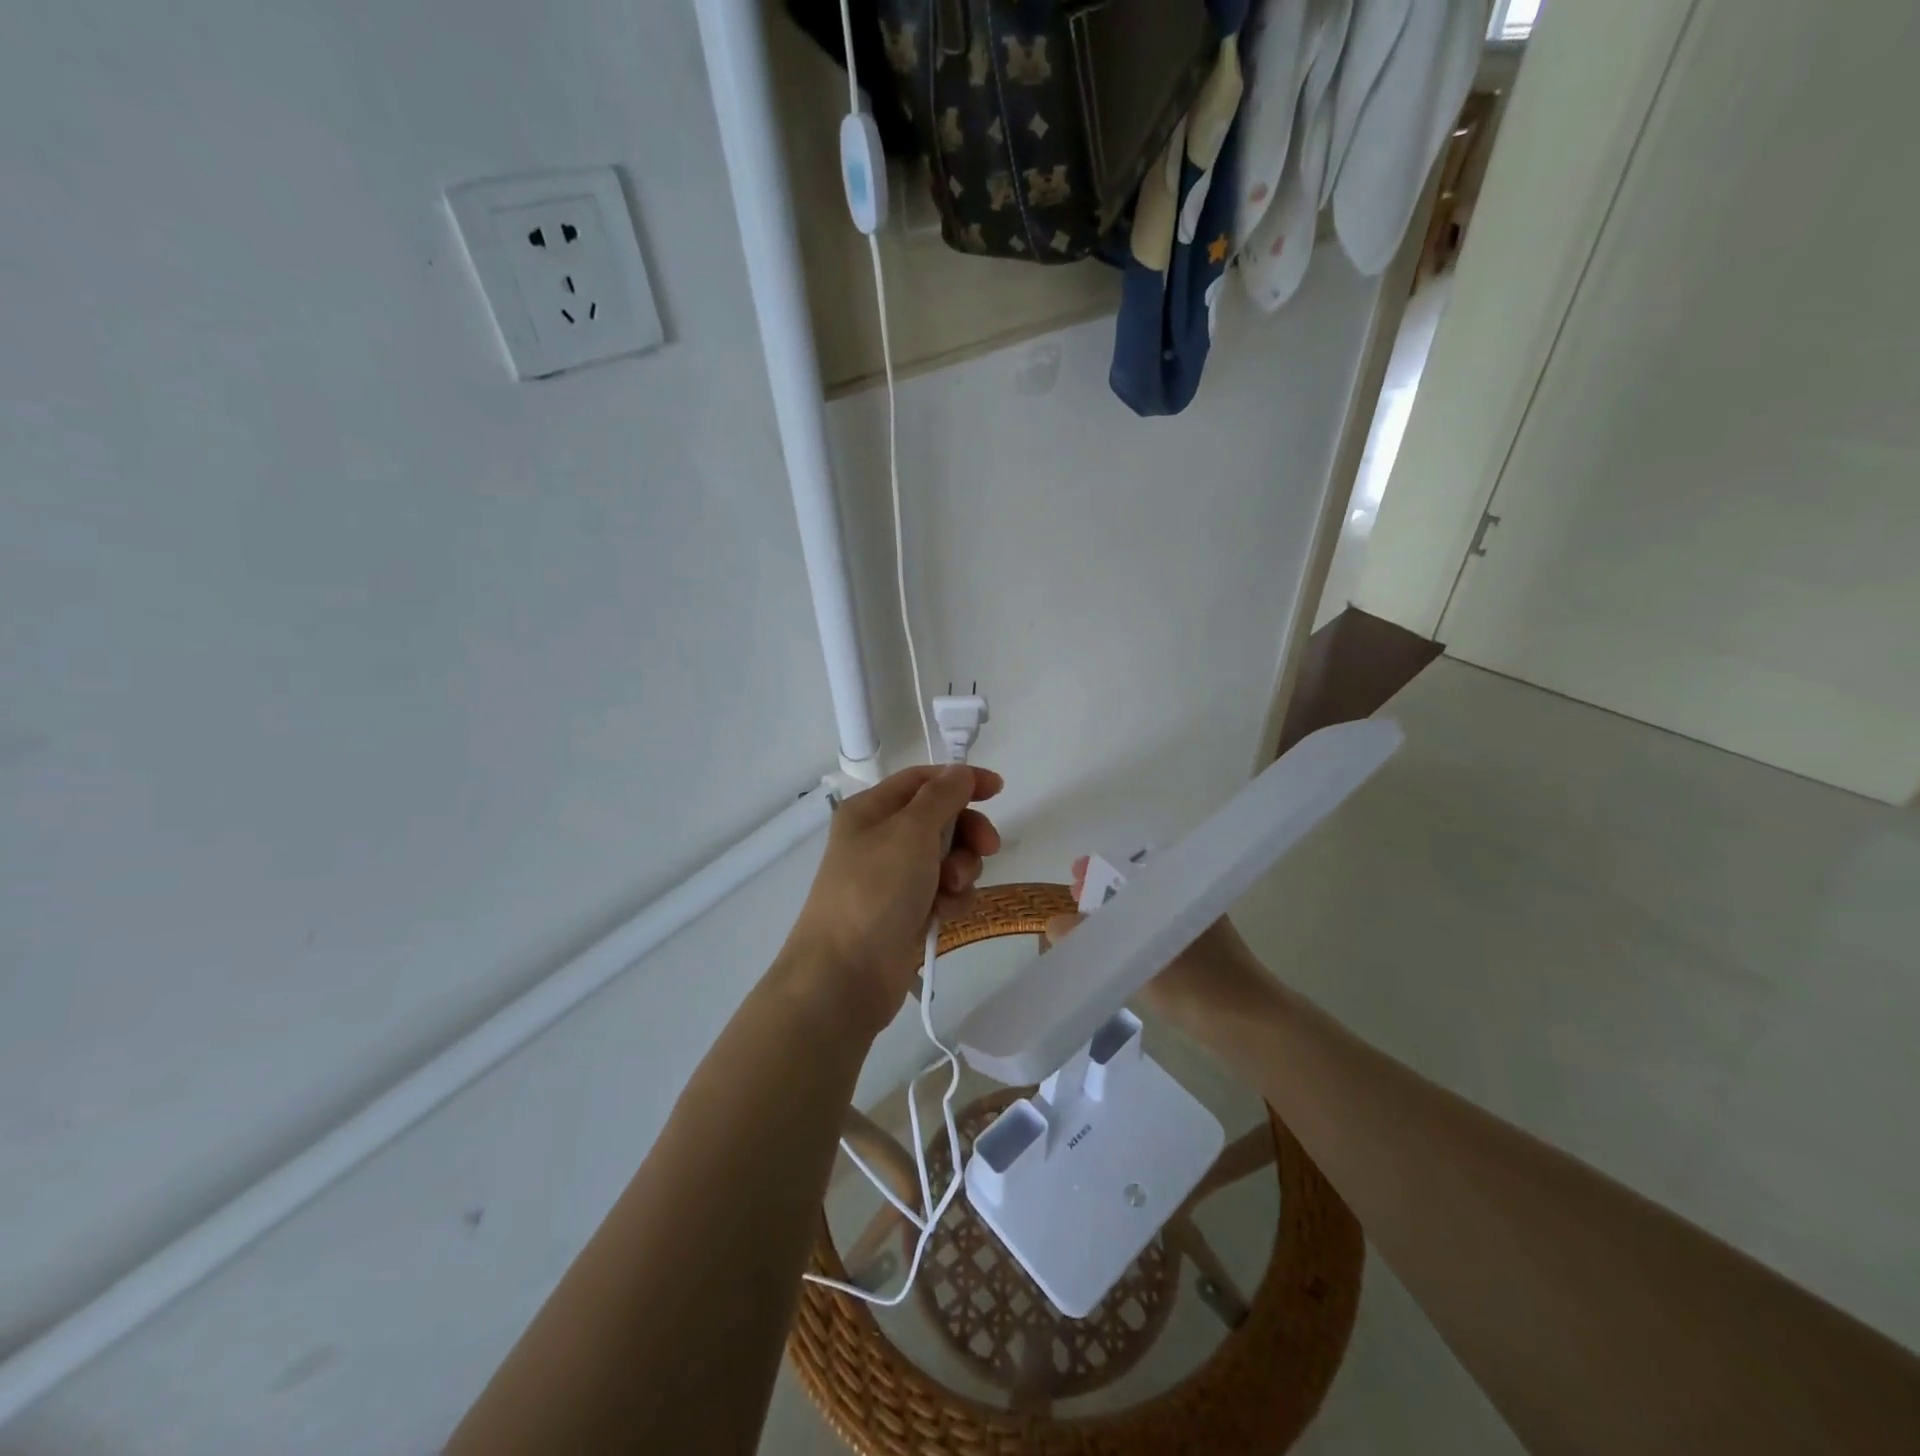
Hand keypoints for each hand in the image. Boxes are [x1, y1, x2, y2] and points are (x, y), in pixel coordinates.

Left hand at [781, 764, 1002, 1037]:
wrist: (845, 975)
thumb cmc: (875, 891)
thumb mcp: (910, 831)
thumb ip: (942, 796)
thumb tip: (960, 771)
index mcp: (871, 810)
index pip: (923, 780)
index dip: (961, 780)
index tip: (998, 790)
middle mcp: (881, 839)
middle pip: (941, 819)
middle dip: (967, 833)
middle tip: (987, 848)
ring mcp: (894, 878)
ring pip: (948, 858)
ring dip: (961, 870)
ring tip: (952, 889)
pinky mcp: (907, 912)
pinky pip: (944, 893)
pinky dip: (951, 900)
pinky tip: (944, 915)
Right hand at [1044, 856, 1271, 1037]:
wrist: (1253, 1027)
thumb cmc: (1198, 983)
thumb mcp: (1136, 957)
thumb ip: (1092, 940)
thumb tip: (1053, 924)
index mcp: (1181, 889)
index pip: (1134, 865)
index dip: (1100, 867)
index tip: (1074, 873)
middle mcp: (1190, 902)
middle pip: (1139, 887)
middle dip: (1104, 891)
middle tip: (1075, 897)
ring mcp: (1196, 931)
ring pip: (1147, 913)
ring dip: (1117, 916)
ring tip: (1087, 928)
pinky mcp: (1199, 958)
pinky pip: (1156, 935)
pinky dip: (1132, 937)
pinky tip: (1114, 954)